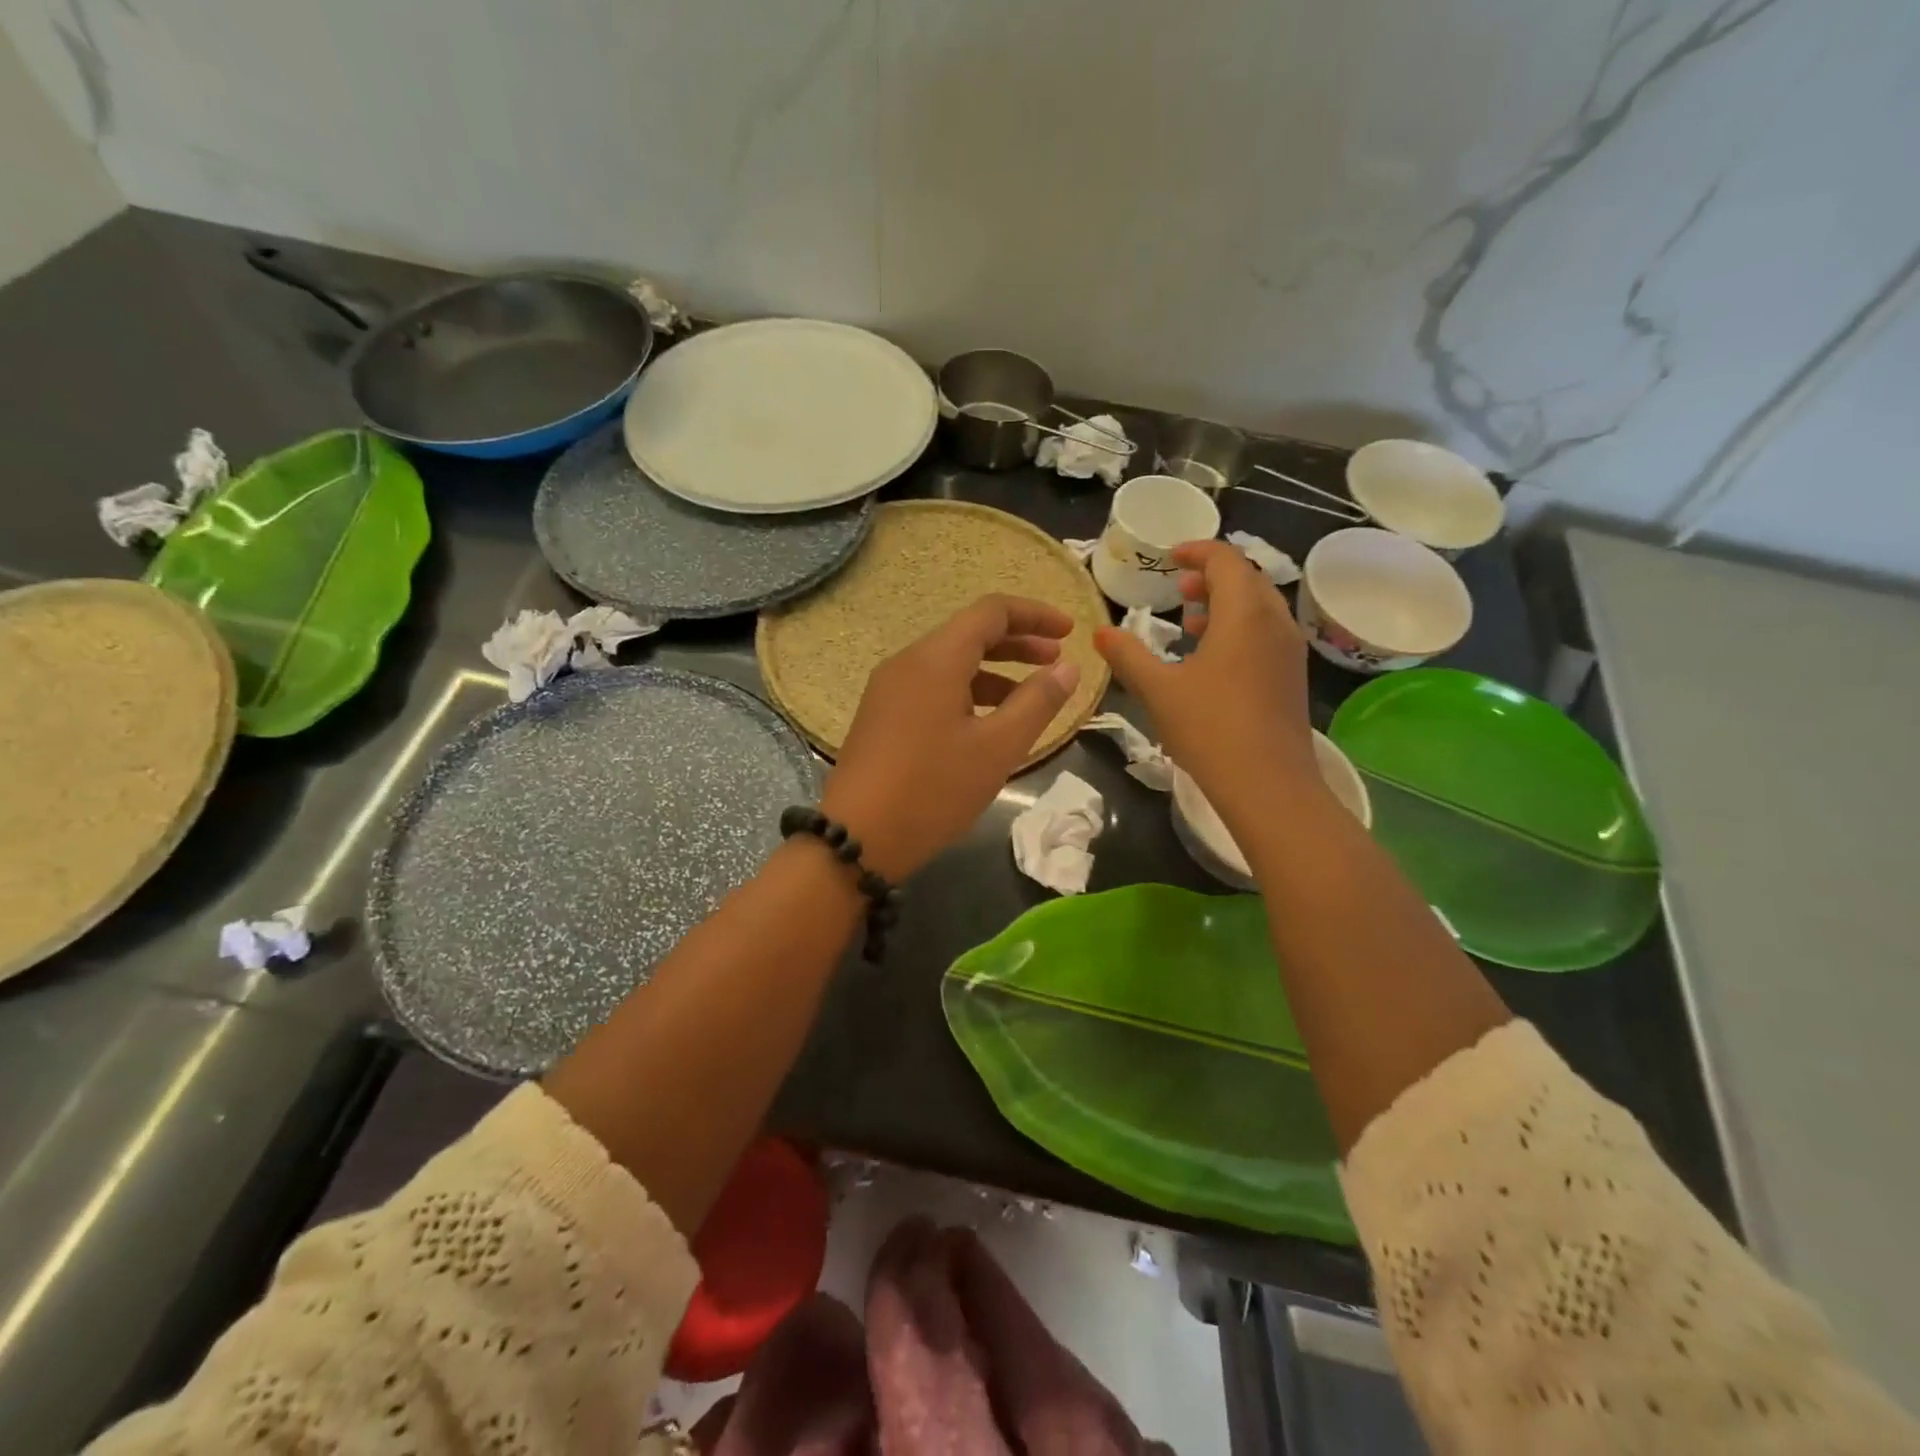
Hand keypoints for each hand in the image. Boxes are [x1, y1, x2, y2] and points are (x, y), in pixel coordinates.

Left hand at [821, 595, 1080, 880]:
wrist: (858, 838)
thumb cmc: (933, 789)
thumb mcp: (997, 748)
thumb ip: (1037, 702)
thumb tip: (1068, 667)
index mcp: (936, 659)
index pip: (991, 611)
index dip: (1035, 614)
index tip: (1069, 633)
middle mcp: (908, 663)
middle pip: (969, 634)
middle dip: (1018, 643)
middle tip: (1057, 662)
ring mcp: (889, 690)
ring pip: (950, 664)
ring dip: (994, 672)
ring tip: (1030, 699)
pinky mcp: (882, 717)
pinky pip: (932, 688)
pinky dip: (968, 693)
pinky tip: (987, 724)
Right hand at [1094, 539, 1323, 835]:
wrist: (1269, 785)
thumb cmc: (1210, 729)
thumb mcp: (1158, 690)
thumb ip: (1128, 655)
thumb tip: (1100, 632)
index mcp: (1243, 614)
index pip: (1225, 560)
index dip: (1196, 551)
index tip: (1169, 557)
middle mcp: (1274, 622)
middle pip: (1247, 579)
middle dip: (1212, 576)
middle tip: (1178, 589)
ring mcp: (1288, 650)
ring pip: (1259, 607)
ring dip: (1226, 603)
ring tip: (1191, 621)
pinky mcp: (1291, 676)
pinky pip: (1266, 632)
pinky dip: (1239, 628)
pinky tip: (1212, 658)